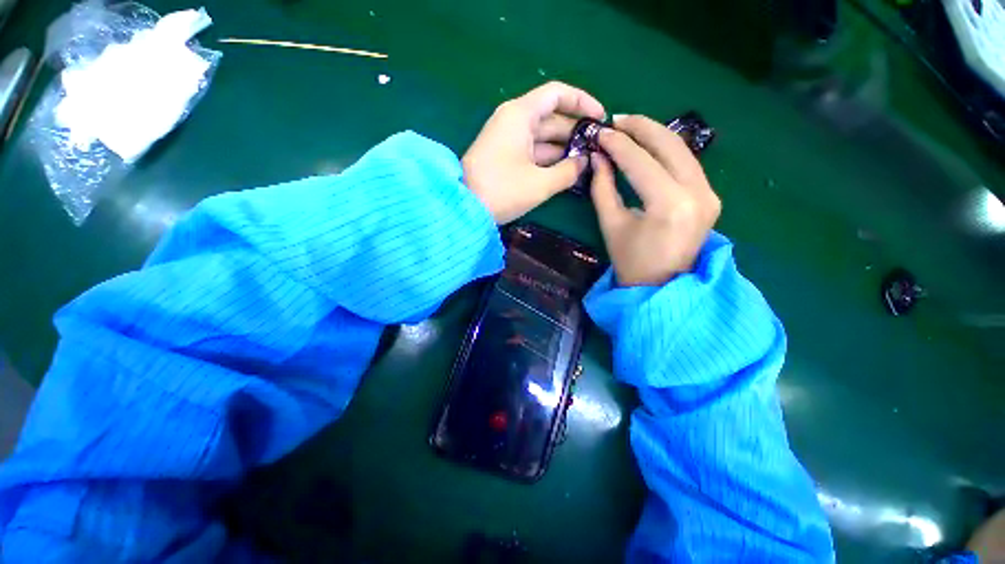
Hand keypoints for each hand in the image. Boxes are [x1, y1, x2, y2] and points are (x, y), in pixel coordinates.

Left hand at [462, 82, 605, 223]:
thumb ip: (568, 171)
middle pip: (552, 118)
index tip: (600, 118)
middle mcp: (513, 121)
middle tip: (598, 150)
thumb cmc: (502, 190)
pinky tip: (566, 171)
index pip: (556, 94)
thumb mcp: (540, 183)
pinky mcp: (504, 156)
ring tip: (587, 163)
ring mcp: (507, 139)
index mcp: (520, 115)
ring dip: (563, 149)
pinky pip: (532, 152)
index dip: (582, 102)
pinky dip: (548, 160)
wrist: (463, 208)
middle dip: (575, 133)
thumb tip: (585, 163)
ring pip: (542, 138)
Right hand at [592, 115, 720, 286]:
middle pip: (670, 145)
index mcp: (668, 205)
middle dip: (641, 127)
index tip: (599, 133)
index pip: (640, 161)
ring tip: (629, 129)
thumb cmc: (630, 261)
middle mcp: (697, 193)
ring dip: (655, 135)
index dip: (617, 144)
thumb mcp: (611, 224)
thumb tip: (598, 157)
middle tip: (617, 120)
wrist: (661, 286)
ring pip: (682, 150)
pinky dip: (667, 151)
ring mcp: (710, 194)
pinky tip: (649, 147)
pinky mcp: (711, 196)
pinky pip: (688, 164)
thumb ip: (602, 187)